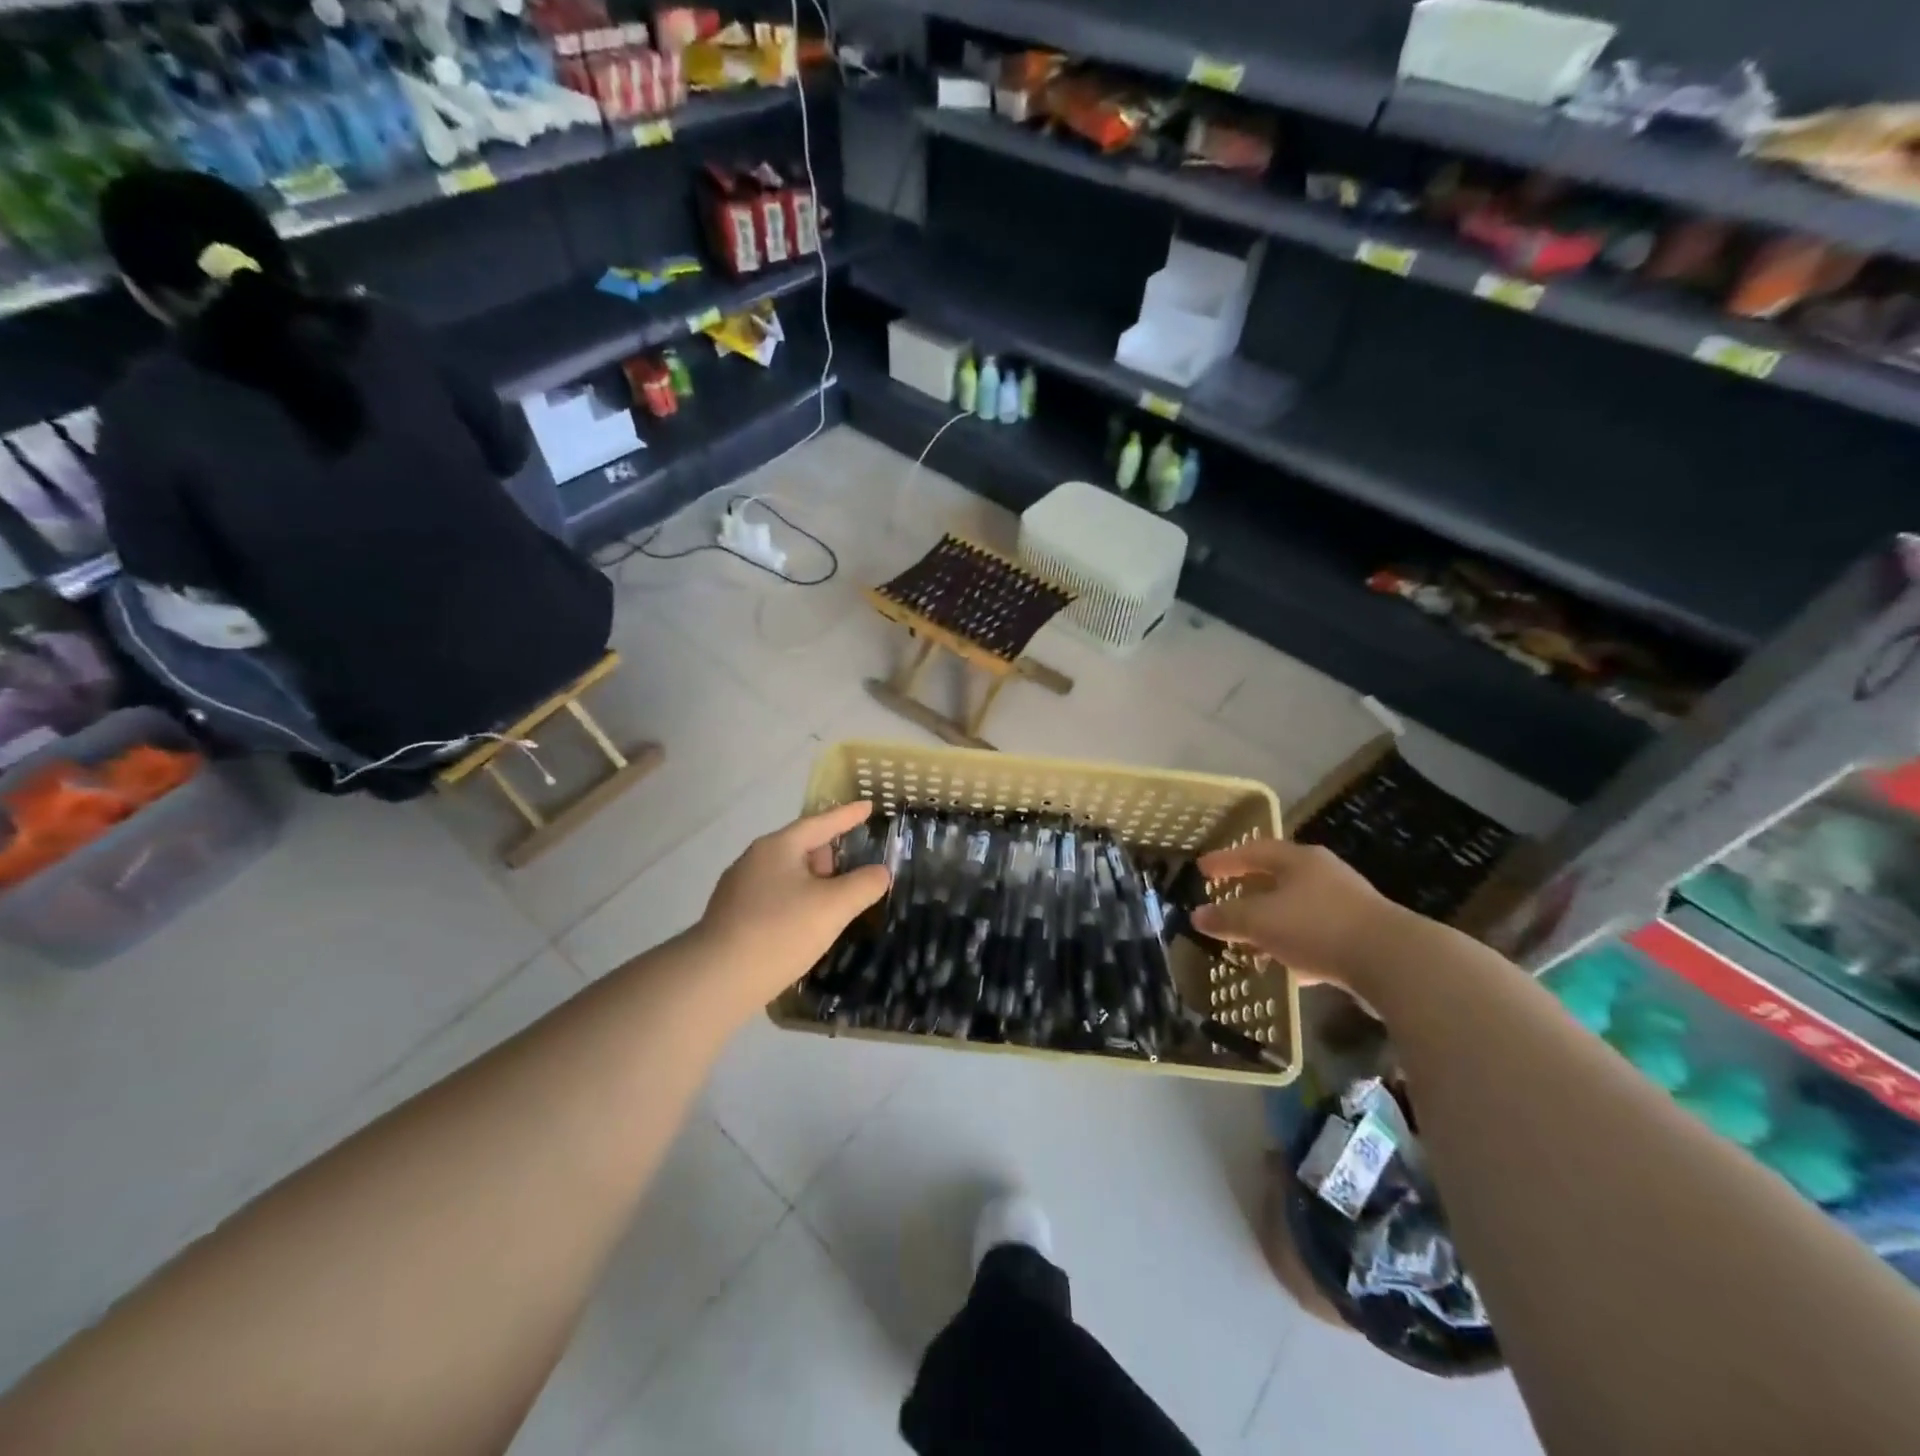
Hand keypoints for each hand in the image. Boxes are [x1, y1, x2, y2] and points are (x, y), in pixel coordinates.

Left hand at [694, 801, 890, 1016]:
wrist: (716, 979)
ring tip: (831, 905)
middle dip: (829, 856)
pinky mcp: (731, 916)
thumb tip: (880, 872)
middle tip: (853, 874)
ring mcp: (738, 888)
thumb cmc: (780, 931)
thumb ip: (864, 885)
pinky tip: (802, 927)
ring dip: (812, 883)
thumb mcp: (834, 907)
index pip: (821, 823)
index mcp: (778, 847)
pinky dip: (795, 902)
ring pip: (786, 875)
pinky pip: (773, 897)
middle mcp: (754, 860)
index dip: (848, 815)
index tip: (868, 806)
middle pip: (801, 847)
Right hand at [1192, 838, 1401, 990]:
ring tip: (1253, 942)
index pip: (1254, 851)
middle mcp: (1325, 874)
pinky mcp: (1364, 935)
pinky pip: (1319, 935)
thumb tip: (1197, 916)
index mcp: (1299, 861)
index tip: (1202, 869)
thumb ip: (1227, 918)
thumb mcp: (1261, 922)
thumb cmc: (1318, 928)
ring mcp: (1348, 904)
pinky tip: (1291, 969)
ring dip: (1274, 924)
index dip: (1226, 860)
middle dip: (1251, 892)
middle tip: (1227, 901)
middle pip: (1279, 878)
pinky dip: (1298, 946)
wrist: (1395, 963)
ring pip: (1299, 909)